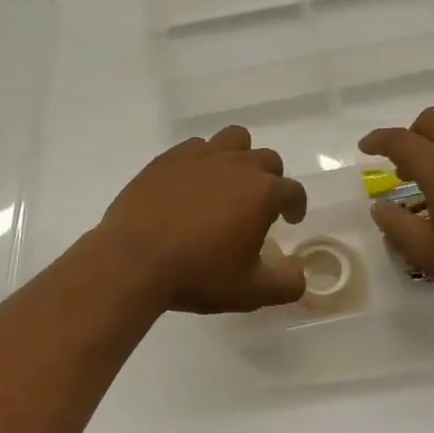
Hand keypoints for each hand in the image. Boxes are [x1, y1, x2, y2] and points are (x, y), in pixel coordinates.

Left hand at [96, 127, 307, 313]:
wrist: (133, 260)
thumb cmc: (197, 274)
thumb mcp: (250, 292)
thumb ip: (286, 283)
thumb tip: (300, 273)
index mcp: (262, 192)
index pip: (292, 191)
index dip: (296, 205)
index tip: (290, 218)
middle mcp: (237, 165)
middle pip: (266, 160)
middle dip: (270, 180)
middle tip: (259, 205)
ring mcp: (201, 156)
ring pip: (234, 140)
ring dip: (240, 158)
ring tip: (229, 183)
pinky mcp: (169, 158)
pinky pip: (197, 147)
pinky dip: (203, 161)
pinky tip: (193, 184)